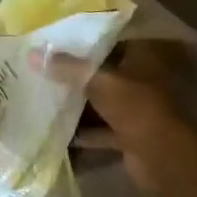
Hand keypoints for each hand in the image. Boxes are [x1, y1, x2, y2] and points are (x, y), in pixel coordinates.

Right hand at [35, 40, 196, 192]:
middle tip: (42, 67)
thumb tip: (32, 53)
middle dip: (76, 73)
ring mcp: (136, 110)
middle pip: (104, 72)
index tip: (56, 39)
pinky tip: (55, 130)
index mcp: (141, 58)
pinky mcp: (128, 136)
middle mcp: (140, 80)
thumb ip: (67, 68)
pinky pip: (101, 129)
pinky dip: (83, 131)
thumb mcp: (99, 82)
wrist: (163, 158)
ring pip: (101, 102)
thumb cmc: (136, 108)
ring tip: (43, 95)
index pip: (111, 40)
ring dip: (78, 102)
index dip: (85, 40)